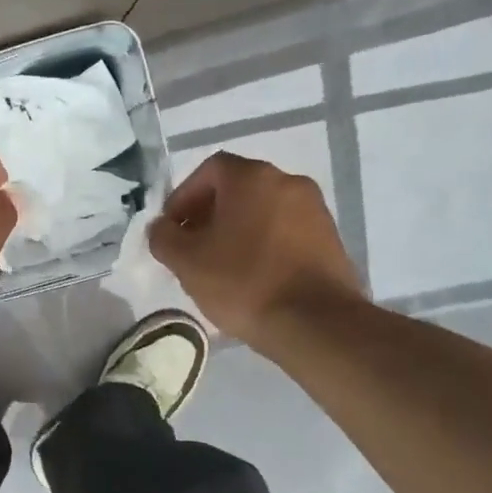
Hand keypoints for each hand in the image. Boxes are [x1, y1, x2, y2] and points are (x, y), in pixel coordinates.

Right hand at [149, 152, 363, 349]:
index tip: (172, 229)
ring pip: (263, 211)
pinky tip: (252, 278)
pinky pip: (285, 232)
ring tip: (220, 267)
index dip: (183, 197)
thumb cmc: (243, 282)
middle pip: (238, 189)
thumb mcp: (186, 262)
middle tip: (191, 248)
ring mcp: (315, 210)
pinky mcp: (330, 240)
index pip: (209, 170)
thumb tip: (161, 228)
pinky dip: (263, 245)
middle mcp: (288, 182)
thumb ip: (163, 237)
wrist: (315, 323)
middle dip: (209, 215)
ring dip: (237, 231)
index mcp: (252, 178)